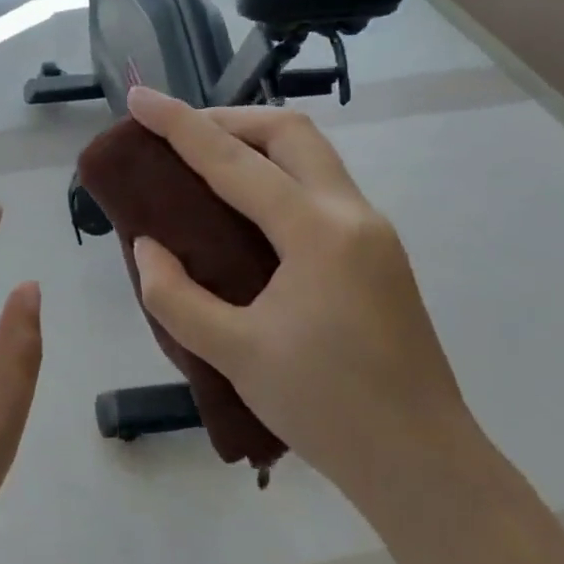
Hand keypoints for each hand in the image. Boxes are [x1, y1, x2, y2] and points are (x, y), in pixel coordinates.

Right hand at [124, 86, 469, 500]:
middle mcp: (352, 215)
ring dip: (257, 143)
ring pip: (312, 155)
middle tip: (179, 133)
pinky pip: (321, 187)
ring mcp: (373, 232)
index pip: (233, 160)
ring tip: (205, 163)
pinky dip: (277, 175)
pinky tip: (246, 210)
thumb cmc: (328, 409)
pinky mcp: (378, 254)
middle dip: (229, 118)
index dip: (179, 124)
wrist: (425, 466)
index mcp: (317, 232)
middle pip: (290, 131)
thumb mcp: (236, 354)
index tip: (139, 98)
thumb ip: (176, 297)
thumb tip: (149, 246)